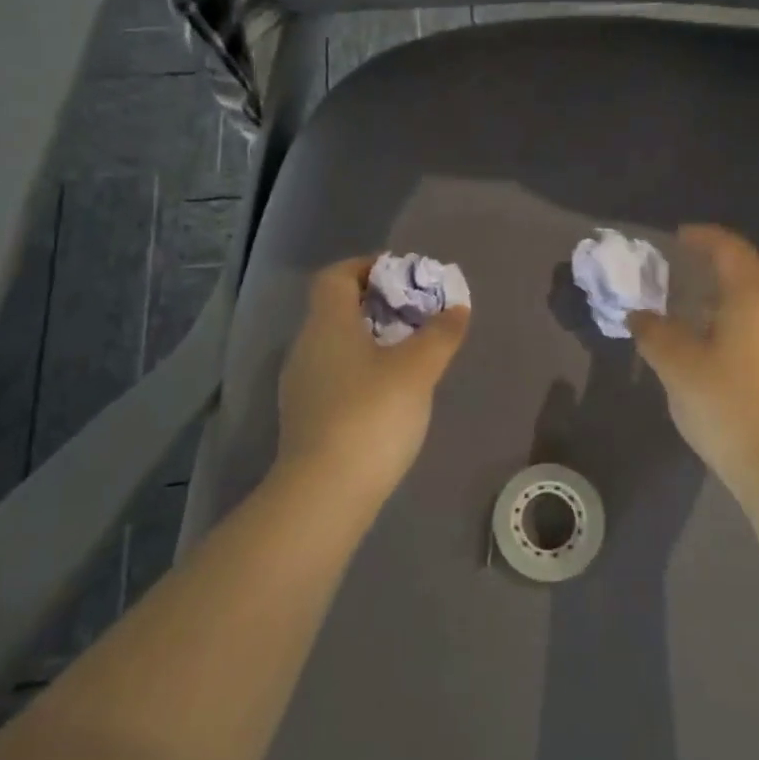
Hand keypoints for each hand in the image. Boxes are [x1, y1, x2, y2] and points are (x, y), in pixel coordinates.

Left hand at [275, 256, 470, 494]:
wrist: (324, 493)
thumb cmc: (371, 415)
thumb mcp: (417, 370)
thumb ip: (440, 334)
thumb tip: (457, 306)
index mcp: (327, 324)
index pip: (336, 276)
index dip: (366, 266)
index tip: (401, 274)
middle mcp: (306, 347)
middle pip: (336, 309)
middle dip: (376, 304)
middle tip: (416, 314)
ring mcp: (302, 384)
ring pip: (336, 344)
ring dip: (370, 339)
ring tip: (410, 352)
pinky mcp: (306, 417)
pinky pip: (335, 375)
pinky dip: (361, 369)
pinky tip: (389, 392)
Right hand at [629, 226, 758, 487]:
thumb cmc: (728, 405)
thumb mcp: (678, 366)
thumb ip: (655, 333)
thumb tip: (638, 314)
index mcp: (753, 297)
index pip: (730, 249)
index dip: (704, 237)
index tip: (679, 235)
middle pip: (754, 267)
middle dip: (722, 259)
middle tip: (689, 262)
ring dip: (732, 288)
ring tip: (697, 299)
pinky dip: (741, 312)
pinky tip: (718, 336)